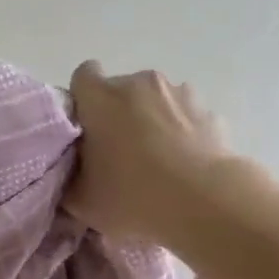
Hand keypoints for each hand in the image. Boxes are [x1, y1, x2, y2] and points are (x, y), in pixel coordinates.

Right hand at [64, 61, 230, 242]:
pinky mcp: (210, 111)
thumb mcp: (81, 200)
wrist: (205, 202)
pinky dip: (181, 135)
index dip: (82, 100)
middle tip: (117, 156)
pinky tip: (183, 167)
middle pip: (120, 90)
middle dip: (117, 115)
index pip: (83, 76)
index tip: (85, 130)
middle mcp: (140, 83)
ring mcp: (180, 93)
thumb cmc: (132, 196)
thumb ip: (68, 178)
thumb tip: (72, 171)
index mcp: (102, 98)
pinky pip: (184, 118)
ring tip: (156, 163)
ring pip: (155, 102)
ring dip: (151, 122)